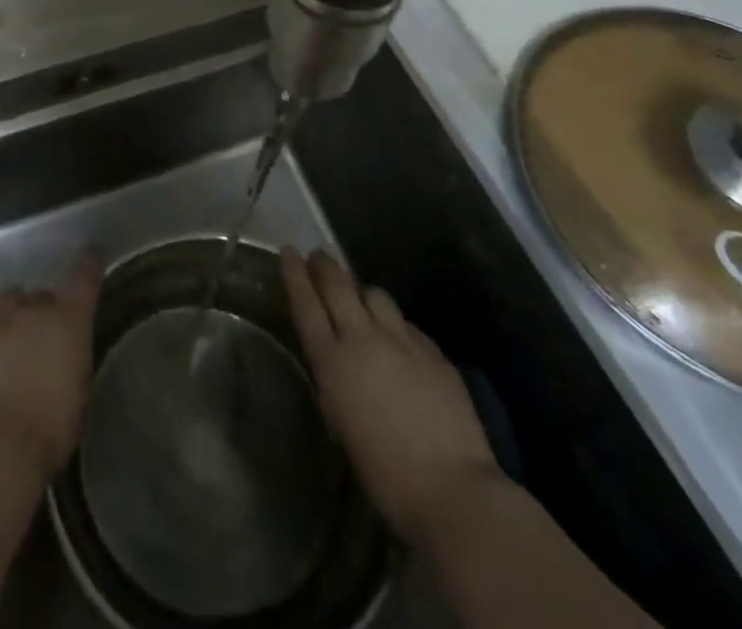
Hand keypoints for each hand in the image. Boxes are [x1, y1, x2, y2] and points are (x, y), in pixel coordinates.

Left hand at [0, 255, 100, 479]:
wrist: (0, 443)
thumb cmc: (52, 429)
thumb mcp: (79, 392)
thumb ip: (73, 359)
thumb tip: (65, 352)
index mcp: (71, 322)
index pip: (84, 278)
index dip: (88, 265)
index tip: (89, 257)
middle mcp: (37, 308)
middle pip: (41, 294)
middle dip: (42, 310)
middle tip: (39, 338)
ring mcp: (0, 316)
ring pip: (9, 295)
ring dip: (13, 311)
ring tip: (8, 334)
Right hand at [282, 247, 501, 544]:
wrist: (453, 489)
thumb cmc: (385, 474)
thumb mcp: (342, 422)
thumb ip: (336, 380)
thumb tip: (337, 362)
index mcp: (333, 361)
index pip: (306, 305)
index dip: (295, 275)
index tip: (288, 251)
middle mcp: (364, 339)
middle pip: (339, 286)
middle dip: (325, 266)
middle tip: (318, 255)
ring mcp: (402, 341)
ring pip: (376, 295)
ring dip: (363, 292)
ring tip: (361, 299)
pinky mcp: (434, 352)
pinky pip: (407, 324)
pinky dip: (395, 323)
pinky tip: (399, 338)